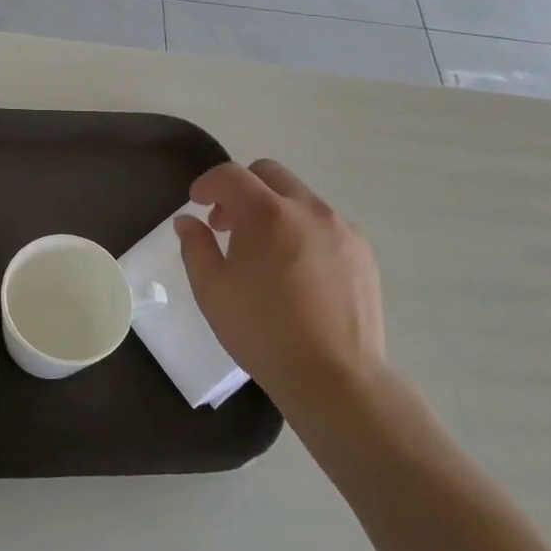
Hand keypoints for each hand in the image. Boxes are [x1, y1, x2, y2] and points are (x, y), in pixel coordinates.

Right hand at [175, 160, 387, 445]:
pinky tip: (296, 270)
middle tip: (226, 225)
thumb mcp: (212, 290)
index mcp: (267, 214)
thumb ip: (195, 246)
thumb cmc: (262, 332)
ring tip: (263, 252)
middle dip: (241, 189)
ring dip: (273, 209)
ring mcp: (341, 228)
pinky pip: (324, 223)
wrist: (334, 377)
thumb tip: (188, 222)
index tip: (196, 203)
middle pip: (268, 174)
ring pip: (299, 197)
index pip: (230, 175)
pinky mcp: (363, 251)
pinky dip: (301, 229)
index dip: (207, 183)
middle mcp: (308, 209)